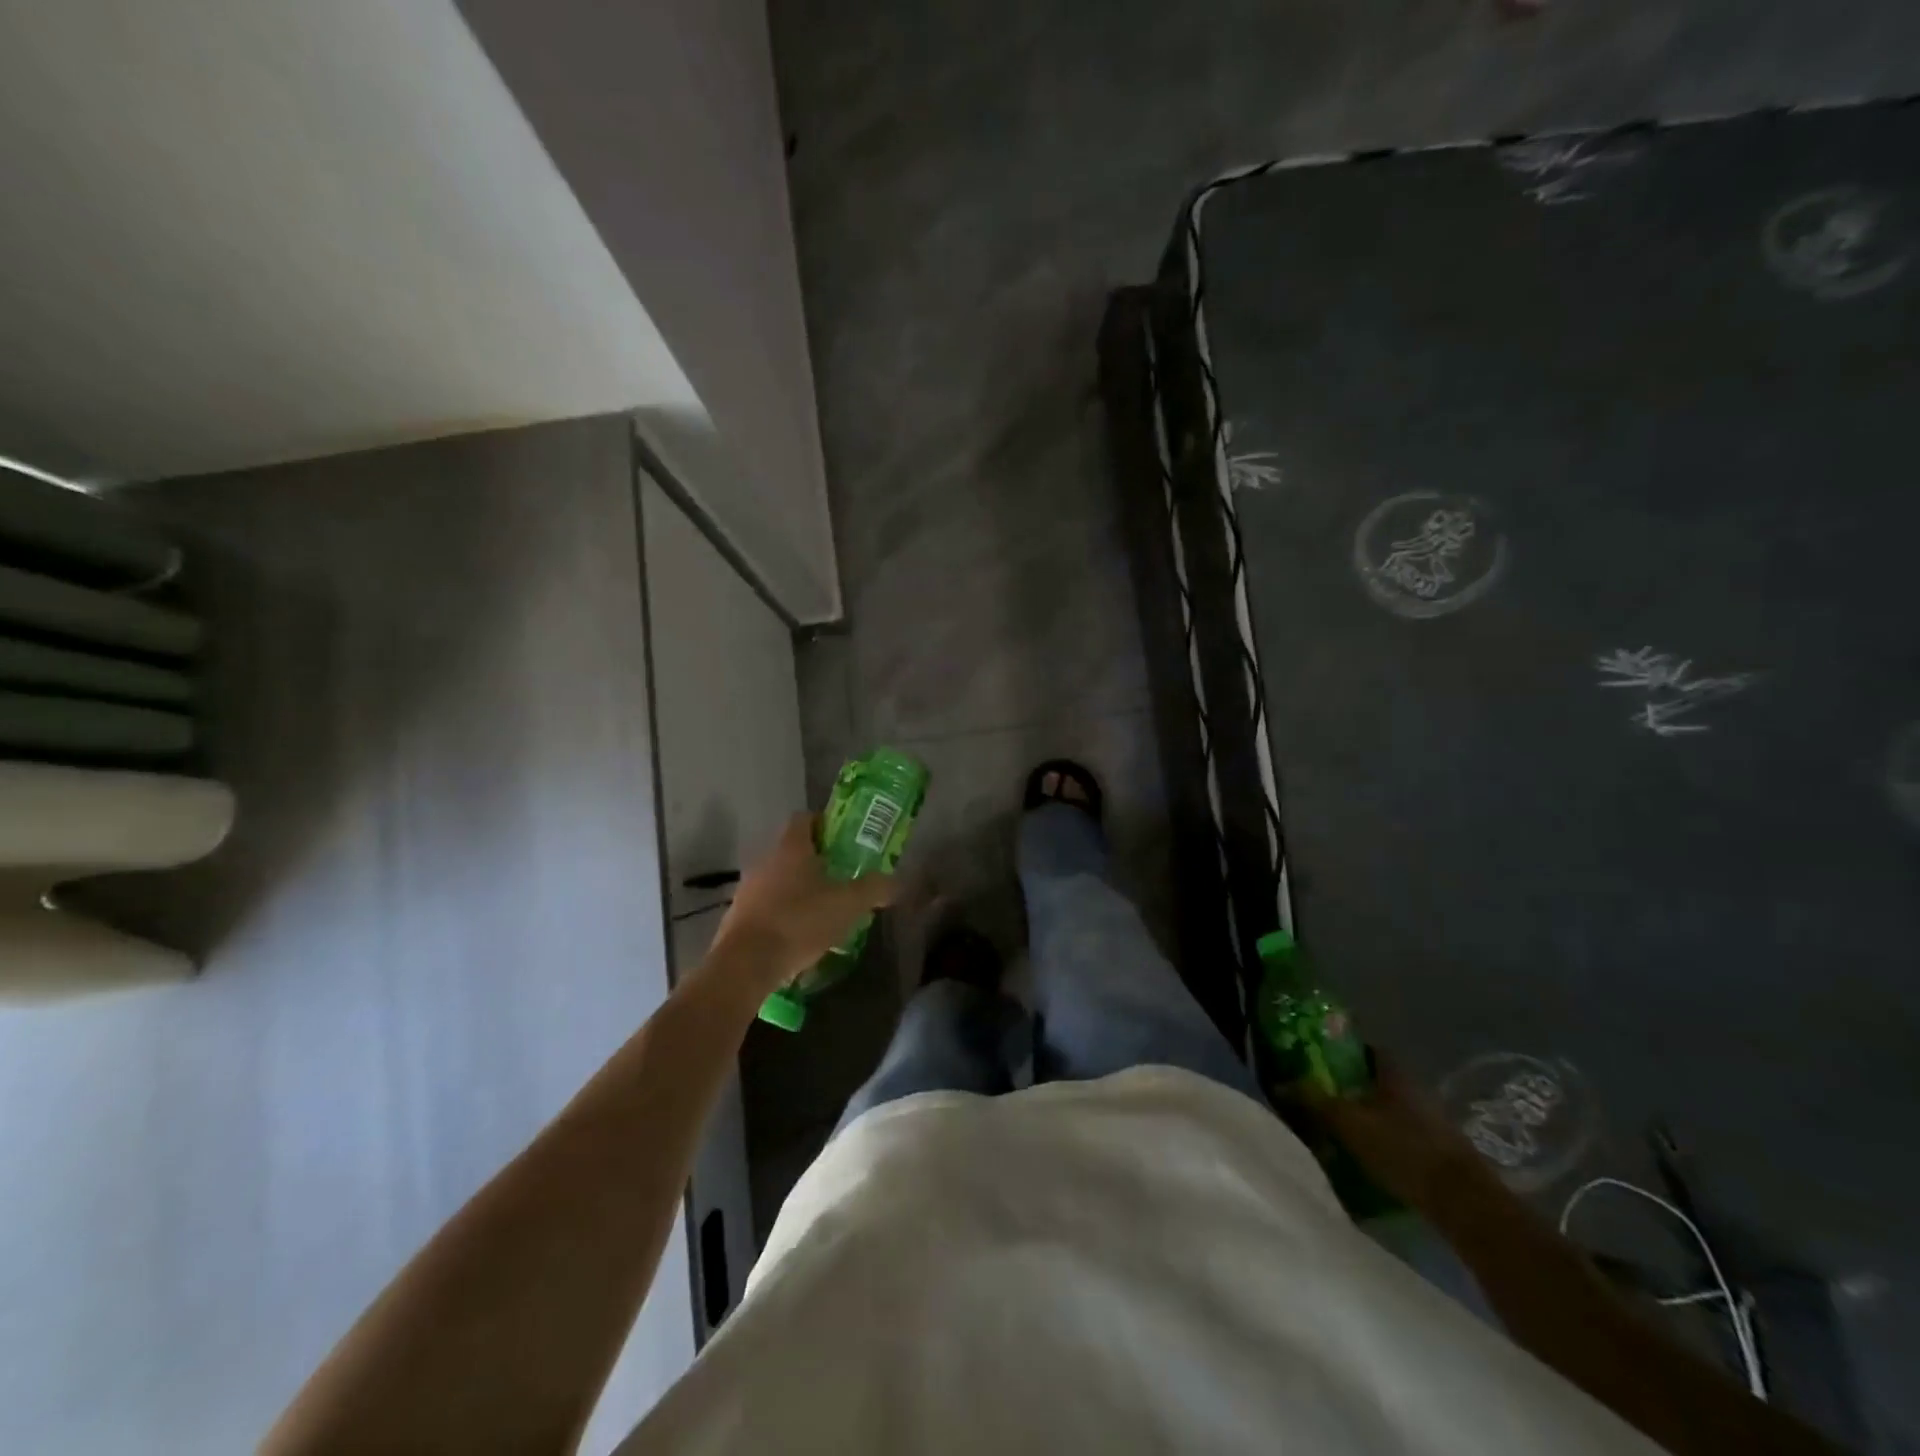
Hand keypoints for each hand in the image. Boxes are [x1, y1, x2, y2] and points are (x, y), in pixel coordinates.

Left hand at [704, 814, 897, 995]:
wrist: (745, 964)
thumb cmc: (799, 922)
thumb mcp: (848, 905)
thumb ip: (874, 889)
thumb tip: (896, 881)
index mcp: (792, 848)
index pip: (805, 818)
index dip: (825, 824)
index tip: (844, 839)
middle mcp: (766, 860)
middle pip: (793, 850)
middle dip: (817, 861)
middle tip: (842, 877)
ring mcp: (748, 889)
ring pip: (779, 879)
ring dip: (799, 889)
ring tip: (823, 910)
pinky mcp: (738, 917)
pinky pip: (766, 906)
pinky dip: (783, 913)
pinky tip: (799, 935)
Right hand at [1306, 1057, 1489, 1207]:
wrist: (1464, 1203)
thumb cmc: (1402, 1149)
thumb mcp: (1348, 1124)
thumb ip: (1314, 1102)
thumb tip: (1280, 1084)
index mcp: (1394, 1071)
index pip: (1363, 1048)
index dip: (1339, 1050)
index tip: (1315, 1060)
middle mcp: (1415, 1087)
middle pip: (1375, 1079)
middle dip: (1349, 1085)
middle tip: (1320, 1095)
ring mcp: (1431, 1119)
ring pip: (1388, 1107)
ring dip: (1366, 1113)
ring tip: (1337, 1128)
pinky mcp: (1439, 1149)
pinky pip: (1401, 1132)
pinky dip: (1382, 1137)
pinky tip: (1365, 1153)